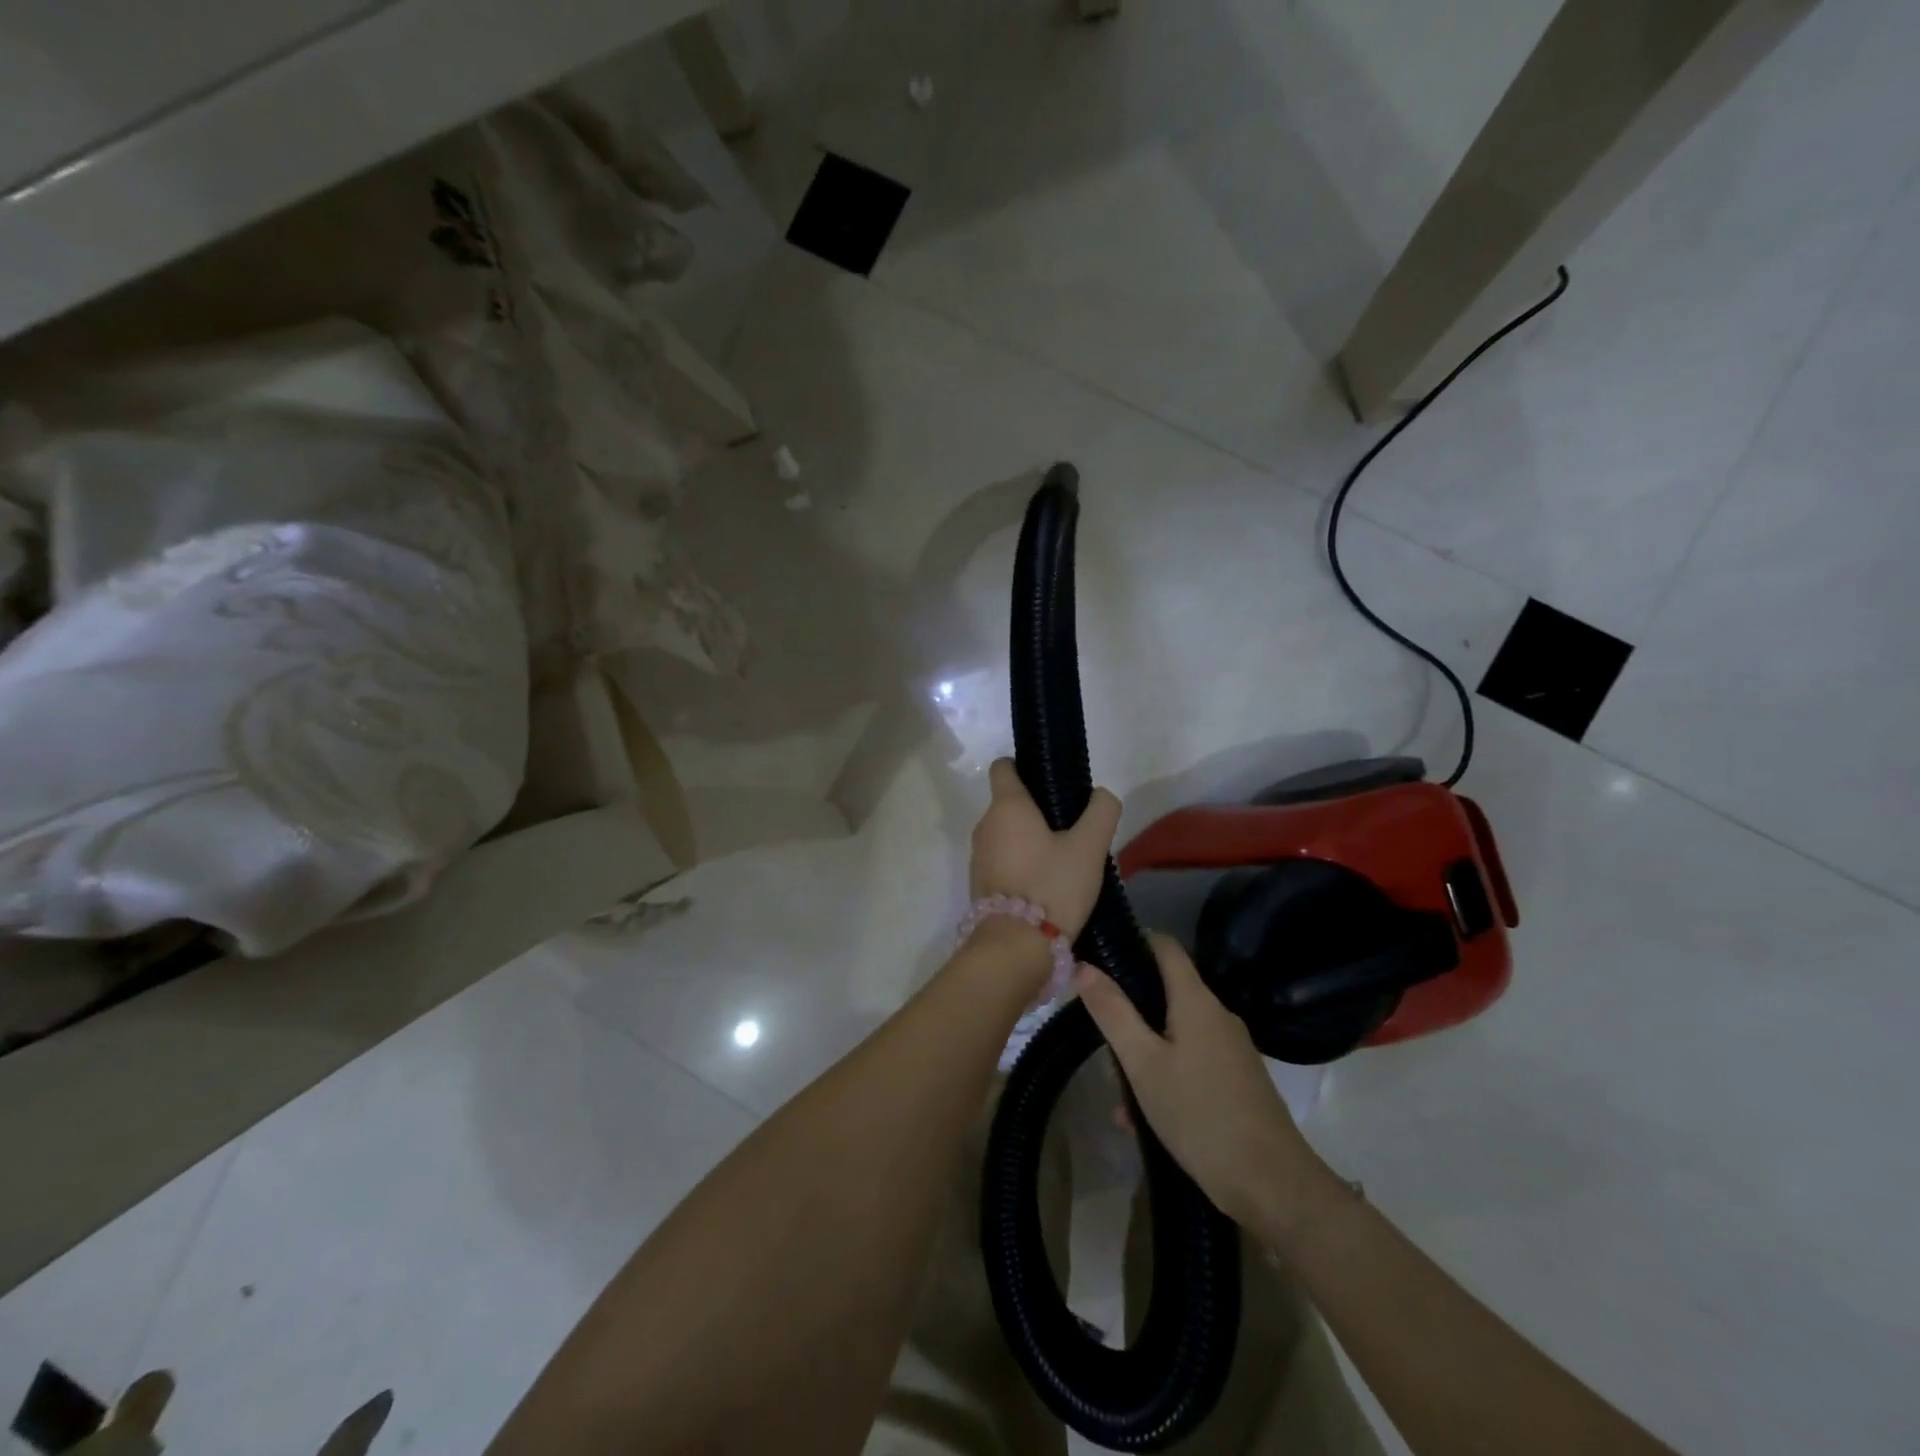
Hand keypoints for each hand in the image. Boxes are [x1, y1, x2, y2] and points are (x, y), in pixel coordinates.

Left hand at [970, 759, 1120, 938]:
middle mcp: (985, 825)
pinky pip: (1002, 861)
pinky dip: (1020, 864)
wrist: (1014, 947)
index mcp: (1007, 806)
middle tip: (1072, 831)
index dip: (1025, 768)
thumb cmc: (1052, 886)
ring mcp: (978, 856)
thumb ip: (1101, 812)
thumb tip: (1100, 795)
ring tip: (1062, 862)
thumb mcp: (1089, 847)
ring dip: (1029, 841)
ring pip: (1006, 834)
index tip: (1051, 785)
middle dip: (1037, 812)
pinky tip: (1046, 884)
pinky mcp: (980, 884)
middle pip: (1010, 804)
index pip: (1004, 767)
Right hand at [1074, 934, 1318, 1230]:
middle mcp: (1218, 1015)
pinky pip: (1192, 1061)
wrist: (1272, 1185)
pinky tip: (1143, 1117)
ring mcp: (1231, 1049)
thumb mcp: (1143, 1064)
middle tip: (1098, 1034)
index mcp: (1196, 1000)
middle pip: (1167, 991)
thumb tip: (1083, 966)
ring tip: (1117, 1092)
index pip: (1165, 946)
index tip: (1098, 956)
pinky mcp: (1238, 1079)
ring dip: (1144, 1051)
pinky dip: (1165, 1075)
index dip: (1133, 941)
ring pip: (1176, 1032)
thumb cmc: (1200, 1115)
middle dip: (1131, 1009)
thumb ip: (1113, 1013)